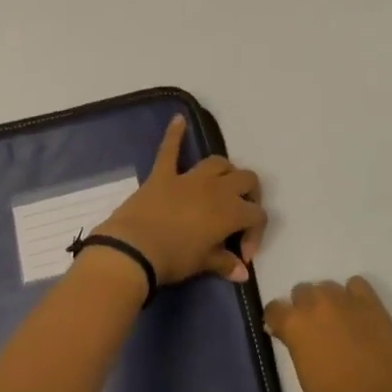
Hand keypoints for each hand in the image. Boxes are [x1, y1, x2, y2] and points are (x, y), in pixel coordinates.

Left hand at [96, 115, 265, 285]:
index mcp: (231, 211)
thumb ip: (225, 263)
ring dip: (225, 172)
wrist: (134, 249)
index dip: (255, 235)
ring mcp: (188, 178)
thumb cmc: (174, 259)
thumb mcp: (203, 264)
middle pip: (246, 180)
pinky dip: (174, 134)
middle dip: (248, 196)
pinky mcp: (162, 174)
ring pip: (218, 163)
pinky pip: (169, 149)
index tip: (240, 255)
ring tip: (222, 186)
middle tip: (239, 216)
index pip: (257, 215)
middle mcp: (216, 188)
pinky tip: (178, 119)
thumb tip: (242, 273)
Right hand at [263, 277, 391, 391]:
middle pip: (301, 291)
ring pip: (326, 286)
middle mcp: (316, 304)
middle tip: (314, 329)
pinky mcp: (371, 303)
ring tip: (338, 322)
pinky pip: (356, 284)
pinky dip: (353, 294)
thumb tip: (288, 334)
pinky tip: (356, 313)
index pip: (274, 308)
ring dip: (326, 301)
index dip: (278, 320)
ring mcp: (345, 300)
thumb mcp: (304, 374)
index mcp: (294, 324)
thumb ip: (294, 345)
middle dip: (303, 308)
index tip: (283, 331)